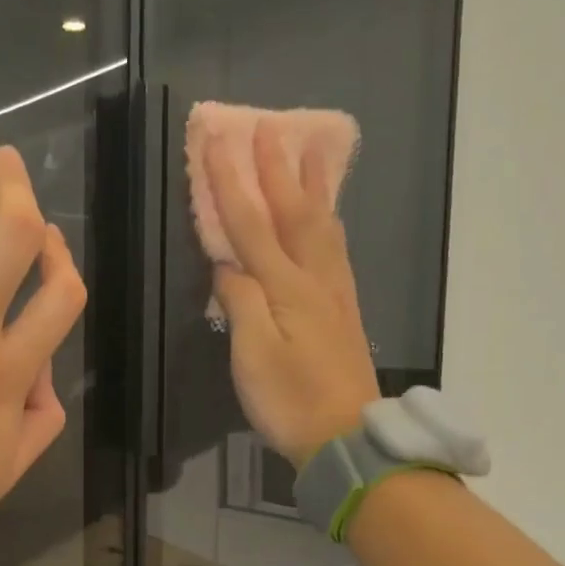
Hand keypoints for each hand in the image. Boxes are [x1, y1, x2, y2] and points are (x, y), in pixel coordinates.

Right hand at [207, 120, 380, 465]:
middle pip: (294, 213)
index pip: (250, 223)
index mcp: (287, 287)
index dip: (231, 180)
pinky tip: (326, 217)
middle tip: (268, 127)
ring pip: (322, 226)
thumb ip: (240, 302)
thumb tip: (229, 264)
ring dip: (311, 185)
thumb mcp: (252, 355)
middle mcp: (315, 279)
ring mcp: (335, 293)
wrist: (346, 439)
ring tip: (308, 152)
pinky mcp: (344, 310)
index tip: (218, 138)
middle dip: (275, 168)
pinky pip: (334, 248)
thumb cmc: (290, 401)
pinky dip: (327, 220)